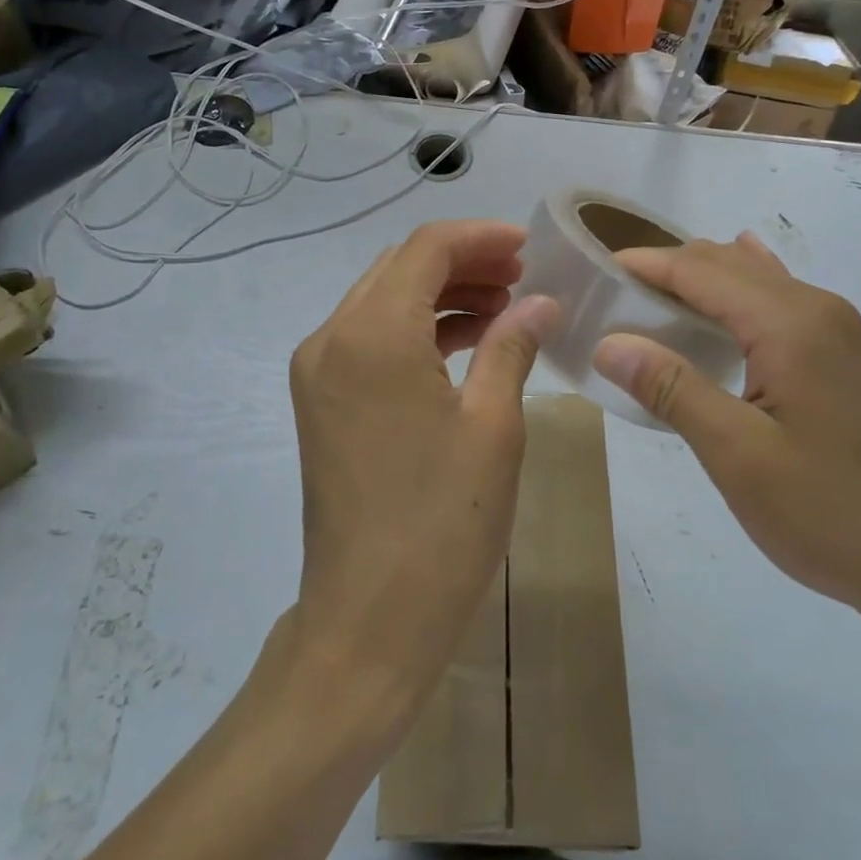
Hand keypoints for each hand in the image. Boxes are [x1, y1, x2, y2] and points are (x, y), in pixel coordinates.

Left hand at [288, 220, 557, 713]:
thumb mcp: (493, 426)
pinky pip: (371, 337)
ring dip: (440, 293)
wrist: (367, 622)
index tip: (527, 247)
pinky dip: (416, 327)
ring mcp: (318, 369)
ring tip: (503, 307)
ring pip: (384, 299)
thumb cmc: (441, 523)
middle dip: (463, 262)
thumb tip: (542, 302)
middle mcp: (332, 337)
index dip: (480, 237)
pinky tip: (465, 341)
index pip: (426, 249)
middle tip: (521, 278)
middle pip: (401, 267)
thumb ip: (512, 345)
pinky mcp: (320, 399)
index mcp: (372, 334)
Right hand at [593, 233, 860, 633]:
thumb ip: (671, 388)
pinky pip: (782, 300)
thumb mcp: (738, 456)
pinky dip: (742, 292)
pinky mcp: (848, 357)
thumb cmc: (831, 514)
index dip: (646, 264)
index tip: (596, 269)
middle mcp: (819, 309)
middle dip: (669, 269)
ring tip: (653, 299)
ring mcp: (840, 331)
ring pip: (756, 280)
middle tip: (614, 294)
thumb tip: (608, 342)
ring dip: (703, 281)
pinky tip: (733, 289)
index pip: (701, 269)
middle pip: (728, 265)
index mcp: (791, 323)